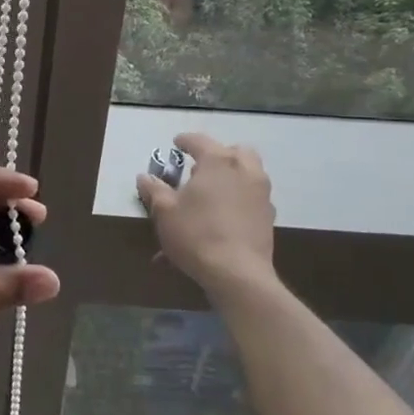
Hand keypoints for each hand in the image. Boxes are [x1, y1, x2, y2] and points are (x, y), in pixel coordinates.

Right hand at [136, 133, 279, 303]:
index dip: (185, 141)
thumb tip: (145, 177)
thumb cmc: (196, 234)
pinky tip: (225, 216)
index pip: (199, 140)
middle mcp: (244, 169)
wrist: (237, 273)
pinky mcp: (269, 216)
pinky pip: (252, 197)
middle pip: (234, 151)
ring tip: (213, 192)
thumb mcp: (165, 211)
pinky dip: (240, 198)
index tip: (176, 144)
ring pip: (249, 172)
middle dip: (218, 155)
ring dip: (232, 175)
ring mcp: (261, 193)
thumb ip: (154, 190)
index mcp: (218, 161)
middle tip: (200, 169)